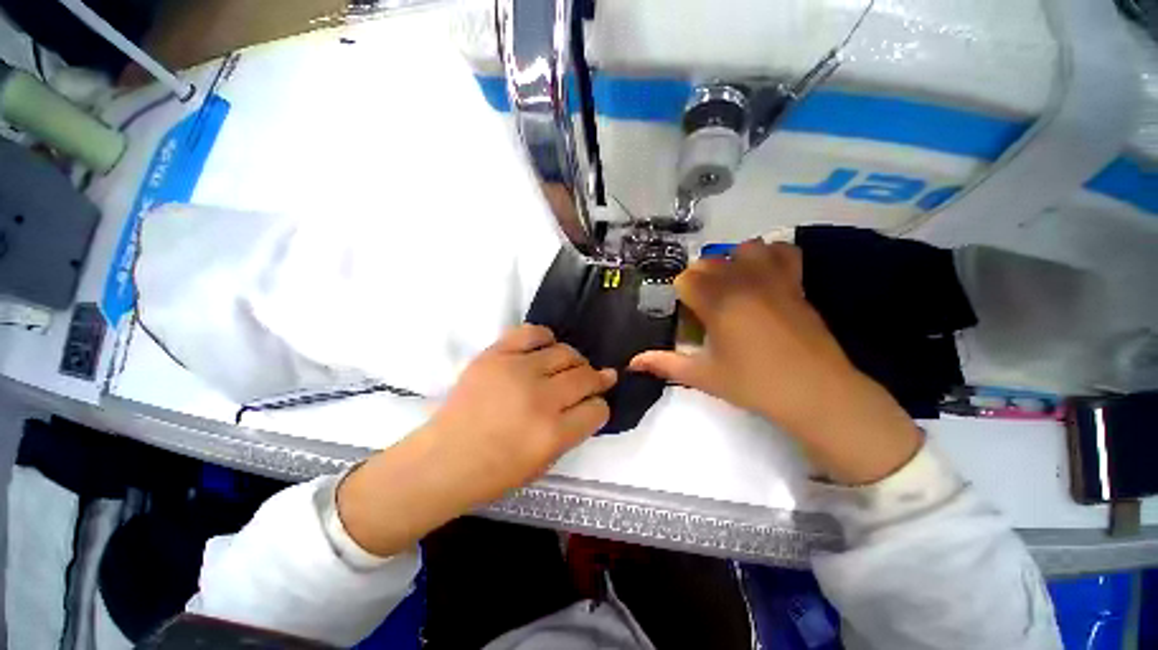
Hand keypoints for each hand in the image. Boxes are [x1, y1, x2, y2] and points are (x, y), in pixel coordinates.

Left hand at [425, 324, 616, 494]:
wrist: (443, 460)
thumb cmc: (494, 472)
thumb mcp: (544, 464)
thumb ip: (571, 432)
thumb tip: (588, 403)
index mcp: (553, 434)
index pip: (597, 409)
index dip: (600, 407)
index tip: (594, 405)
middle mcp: (540, 398)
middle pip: (586, 376)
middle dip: (596, 379)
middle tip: (594, 379)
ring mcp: (516, 371)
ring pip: (565, 352)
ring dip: (574, 360)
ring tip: (568, 367)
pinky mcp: (495, 355)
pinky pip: (532, 332)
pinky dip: (545, 338)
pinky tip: (545, 348)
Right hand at [631, 240, 920, 484]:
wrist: (816, 392)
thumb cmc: (754, 384)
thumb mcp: (703, 376)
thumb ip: (665, 364)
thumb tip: (632, 363)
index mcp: (717, 303)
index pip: (686, 279)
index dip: (681, 296)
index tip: (688, 316)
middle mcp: (742, 282)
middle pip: (709, 261)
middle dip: (700, 279)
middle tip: (705, 306)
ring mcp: (772, 278)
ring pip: (744, 248)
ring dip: (732, 262)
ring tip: (732, 286)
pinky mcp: (796, 283)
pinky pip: (782, 252)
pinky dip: (769, 256)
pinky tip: (763, 276)